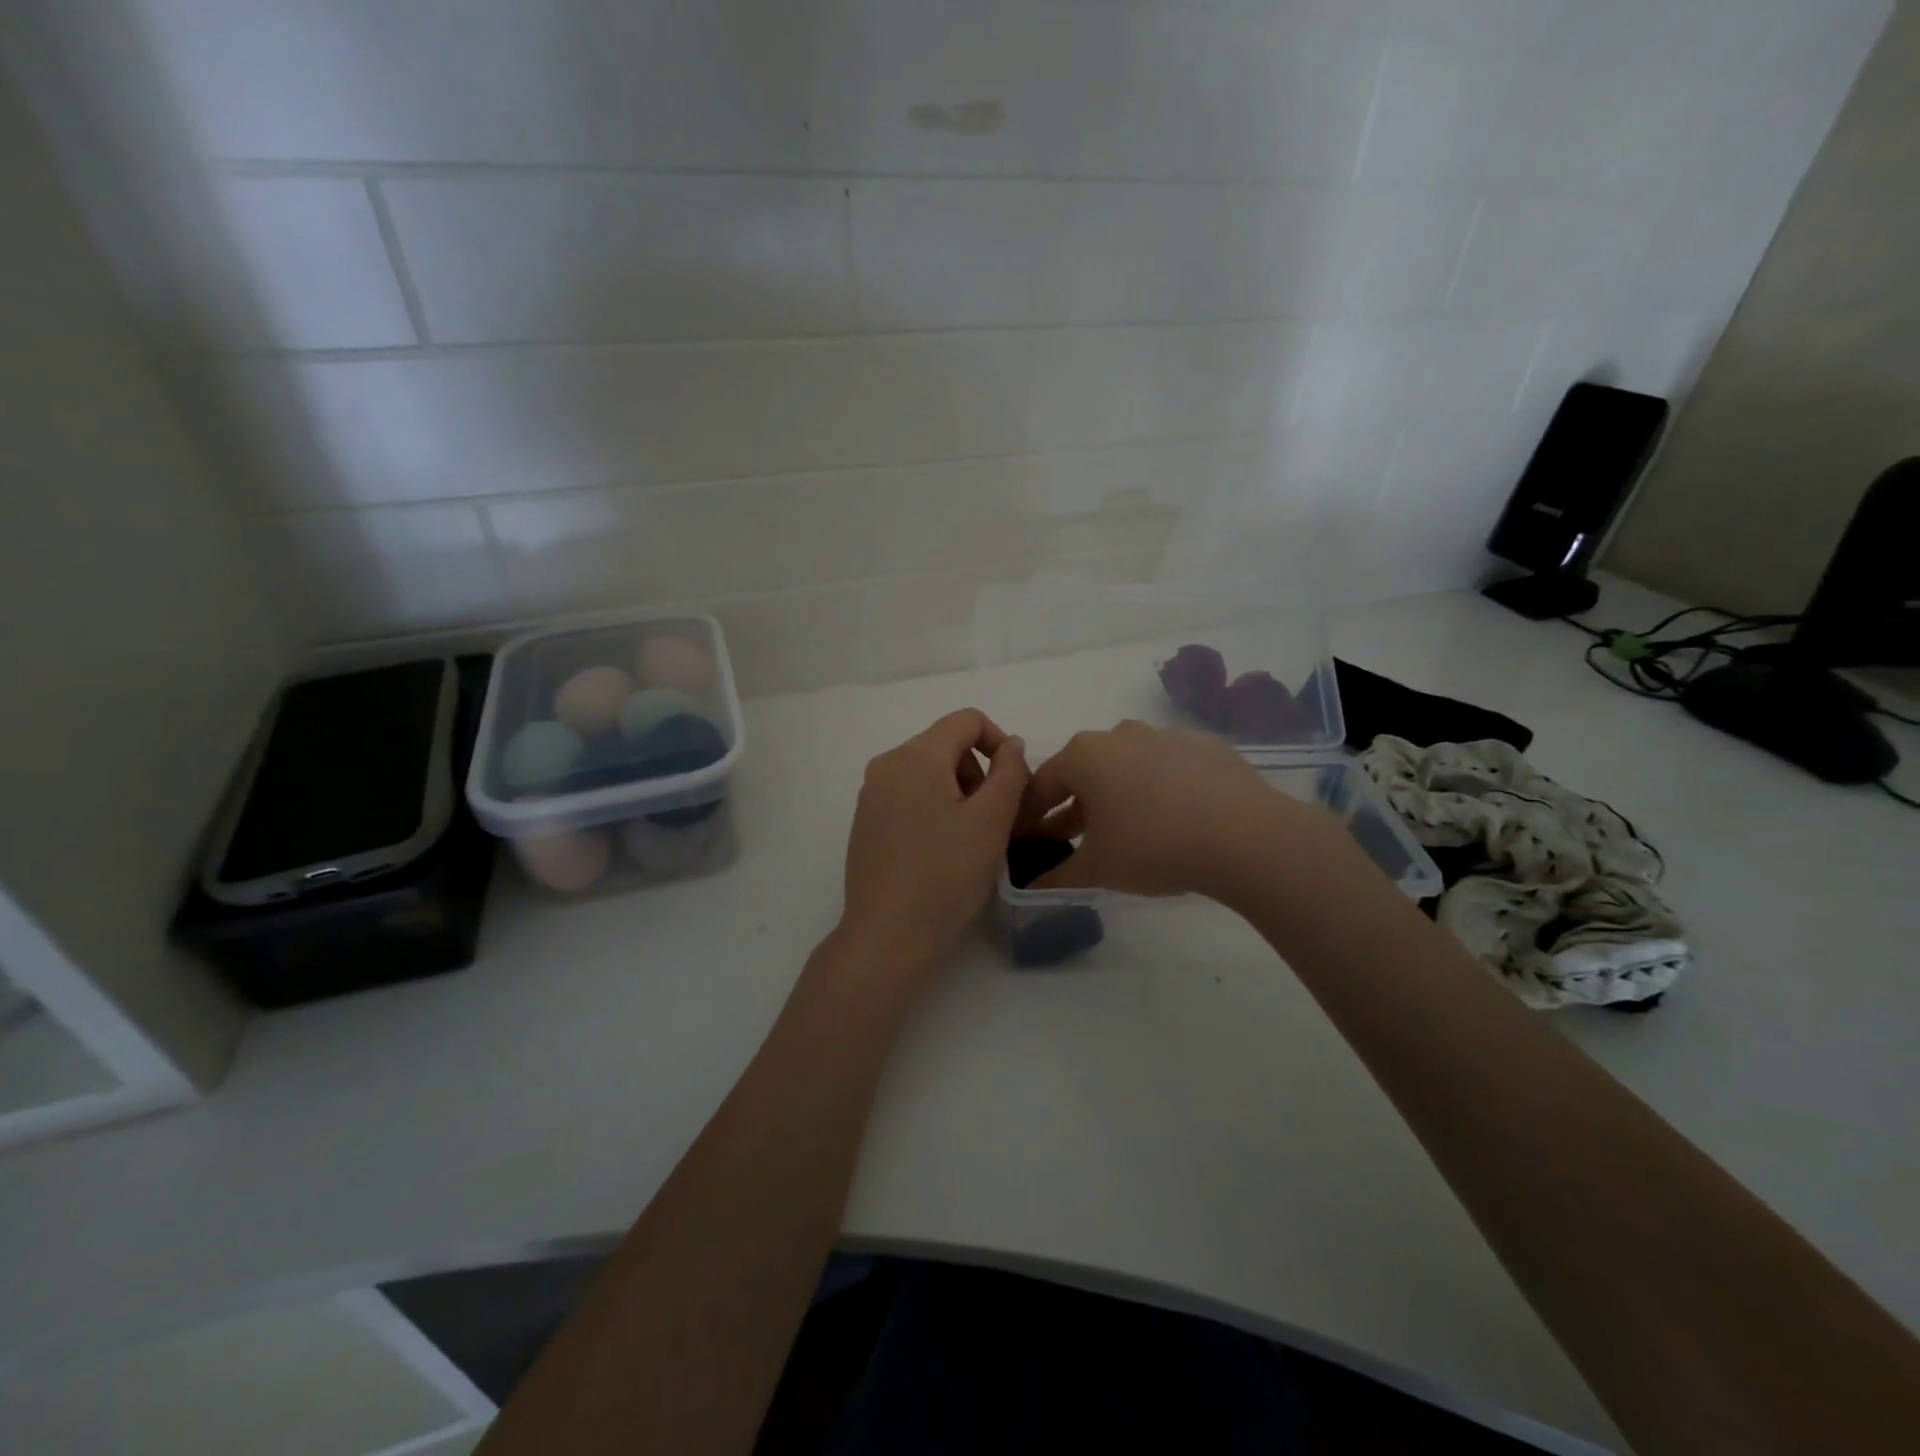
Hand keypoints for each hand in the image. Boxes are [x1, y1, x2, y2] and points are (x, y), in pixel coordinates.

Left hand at [837, 709, 1029, 976]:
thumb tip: (1010, 744)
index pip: (967, 720)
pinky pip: (907, 796)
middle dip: (977, 771)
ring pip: (927, 772)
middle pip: (945, 744)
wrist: (888, 934)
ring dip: (958, 793)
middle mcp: (886, 765)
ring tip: (970, 838)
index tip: (1013, 784)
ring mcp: (870, 795)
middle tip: (994, 818)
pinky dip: (932, 809)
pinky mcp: (865, 823)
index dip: (999, 742)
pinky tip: (941, 851)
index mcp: (915, 755)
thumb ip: (1010, 771)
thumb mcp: (992, 819)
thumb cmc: (946, 873)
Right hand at [1017, 719, 1331, 900]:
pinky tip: (1173, 820)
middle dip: (1072, 807)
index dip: (1029, 816)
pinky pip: (1168, 768)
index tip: (1027, 841)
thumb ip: (1057, 877)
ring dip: (1116, 796)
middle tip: (1071, 841)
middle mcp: (1119, 734)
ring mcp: (1165, 735)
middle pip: (1084, 772)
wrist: (1244, 835)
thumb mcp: (1097, 870)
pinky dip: (1159, 790)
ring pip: (1126, 767)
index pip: (1041, 785)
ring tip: (1124, 832)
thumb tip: (1030, 889)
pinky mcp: (1204, 746)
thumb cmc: (1152, 846)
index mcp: (1083, 755)